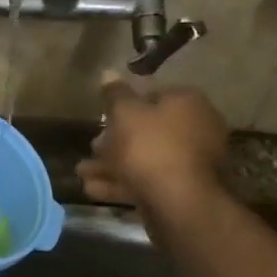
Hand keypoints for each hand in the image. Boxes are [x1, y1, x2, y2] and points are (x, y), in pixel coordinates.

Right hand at [78, 72, 228, 218]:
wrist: (179, 203)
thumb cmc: (151, 147)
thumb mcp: (125, 113)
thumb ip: (115, 94)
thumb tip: (108, 72)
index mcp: (187, 103)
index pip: (153, 95)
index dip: (125, 105)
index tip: (103, 116)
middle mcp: (195, 130)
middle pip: (148, 131)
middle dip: (114, 140)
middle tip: (92, 147)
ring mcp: (189, 164)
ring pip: (144, 159)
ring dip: (111, 165)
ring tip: (82, 172)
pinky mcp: (181, 192)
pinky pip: (147, 182)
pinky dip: (121, 184)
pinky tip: (92, 189)